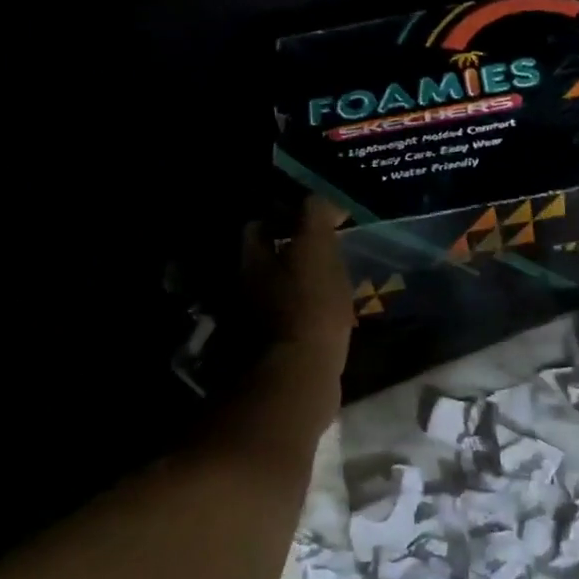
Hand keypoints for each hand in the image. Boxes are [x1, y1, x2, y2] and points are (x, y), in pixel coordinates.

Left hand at [247, 196, 354, 382]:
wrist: (299, 377)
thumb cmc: (308, 308)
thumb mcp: (316, 251)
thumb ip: (315, 218)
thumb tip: (322, 201)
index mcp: (252, 261)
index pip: (260, 226)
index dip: (285, 218)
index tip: (315, 220)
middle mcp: (244, 289)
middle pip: (265, 262)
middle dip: (290, 254)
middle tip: (326, 254)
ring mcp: (254, 324)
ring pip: (276, 293)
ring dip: (299, 288)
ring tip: (333, 287)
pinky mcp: (270, 352)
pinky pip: (289, 323)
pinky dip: (305, 317)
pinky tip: (329, 320)